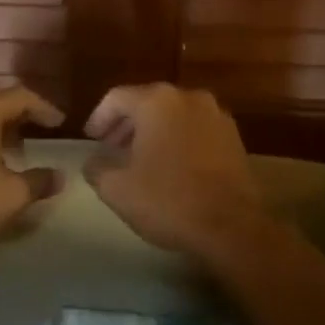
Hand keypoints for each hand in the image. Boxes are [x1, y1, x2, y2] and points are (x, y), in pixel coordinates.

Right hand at [83, 84, 265, 256]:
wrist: (231, 227)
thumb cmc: (168, 201)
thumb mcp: (116, 188)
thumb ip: (96, 168)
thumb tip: (94, 162)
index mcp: (157, 102)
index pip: (116, 98)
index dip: (98, 117)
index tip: (91, 139)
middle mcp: (188, 98)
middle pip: (147, 102)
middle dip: (126, 125)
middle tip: (111, 148)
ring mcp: (216, 116)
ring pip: (174, 115)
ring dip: (153, 132)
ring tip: (140, 159)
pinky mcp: (234, 138)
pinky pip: (195, 130)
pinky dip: (178, 140)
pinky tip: (171, 167)